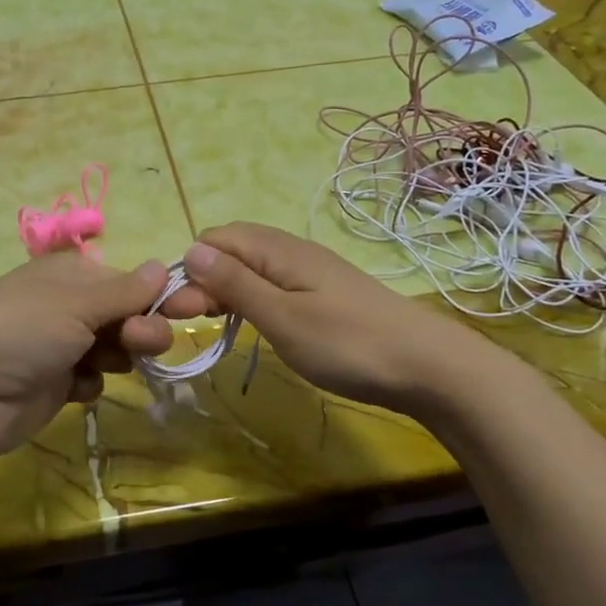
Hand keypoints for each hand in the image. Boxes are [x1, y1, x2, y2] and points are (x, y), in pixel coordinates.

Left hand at [0, 254, 206, 460]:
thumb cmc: (20, 332)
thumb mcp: (75, 303)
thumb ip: (125, 291)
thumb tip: (163, 265)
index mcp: (70, 275)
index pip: (130, 281)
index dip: (161, 295)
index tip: (196, 308)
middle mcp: (67, 307)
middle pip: (126, 315)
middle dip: (143, 327)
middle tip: (146, 344)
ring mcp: (59, 347)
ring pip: (113, 349)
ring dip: (120, 355)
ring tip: (107, 365)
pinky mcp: (54, 385)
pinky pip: (91, 380)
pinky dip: (89, 384)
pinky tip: (75, 388)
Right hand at [181, 223, 495, 416]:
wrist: (427, 366)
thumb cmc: (348, 344)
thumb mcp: (282, 317)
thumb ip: (236, 284)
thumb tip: (190, 249)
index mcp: (278, 250)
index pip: (215, 239)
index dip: (190, 268)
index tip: (179, 312)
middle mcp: (292, 252)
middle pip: (232, 251)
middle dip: (204, 280)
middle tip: (192, 324)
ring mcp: (311, 273)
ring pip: (252, 269)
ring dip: (225, 291)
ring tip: (214, 326)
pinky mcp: (323, 294)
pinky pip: (273, 285)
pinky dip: (252, 300)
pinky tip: (251, 324)